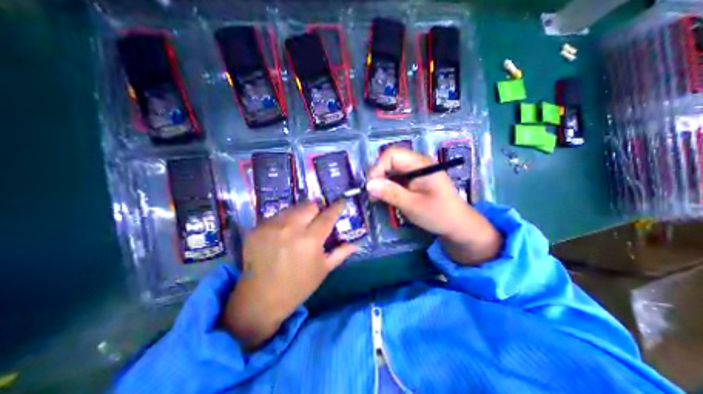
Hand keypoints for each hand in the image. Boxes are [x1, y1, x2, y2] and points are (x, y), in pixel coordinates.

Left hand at [222, 201, 357, 348]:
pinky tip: (282, 234)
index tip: (341, 201)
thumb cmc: (298, 286)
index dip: (337, 206)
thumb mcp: (323, 270)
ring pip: (292, 208)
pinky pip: (276, 216)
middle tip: (317, 219)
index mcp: (310, 240)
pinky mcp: (257, 228)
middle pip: (309, 205)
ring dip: (300, 214)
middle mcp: (291, 228)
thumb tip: (356, 243)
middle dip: (317, 209)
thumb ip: (341, 253)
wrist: (260, 300)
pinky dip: (284, 221)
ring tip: (299, 226)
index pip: (328, 215)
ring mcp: (271, 226)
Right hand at [365, 146, 501, 264]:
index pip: (392, 155)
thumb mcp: (413, 205)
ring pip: (390, 169)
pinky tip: (385, 197)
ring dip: (381, 181)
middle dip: (378, 175)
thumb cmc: (438, 214)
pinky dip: (387, 186)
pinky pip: (395, 177)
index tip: (371, 187)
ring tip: (377, 198)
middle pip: (389, 160)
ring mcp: (415, 171)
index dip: (378, 168)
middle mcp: (417, 163)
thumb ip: (391, 193)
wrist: (457, 225)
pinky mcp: (413, 179)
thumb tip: (368, 185)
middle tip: (372, 194)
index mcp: (421, 164)